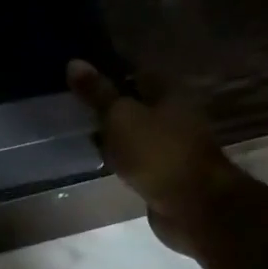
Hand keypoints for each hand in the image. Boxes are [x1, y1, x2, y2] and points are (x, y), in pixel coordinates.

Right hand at [67, 59, 242, 256]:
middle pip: (136, 101)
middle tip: (74, 102)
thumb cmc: (158, 153)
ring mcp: (171, 145)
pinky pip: (137, 156)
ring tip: (80, 128)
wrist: (193, 206)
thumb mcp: (120, 117)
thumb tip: (74, 61)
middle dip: (109, 102)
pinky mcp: (166, 172)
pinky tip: (99, 157)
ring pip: (135, 130)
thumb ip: (97, 93)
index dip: (108, 70)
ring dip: (113, 131)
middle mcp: (174, 113)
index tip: (80, 74)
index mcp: (168, 92)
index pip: (134, 71)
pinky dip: (120, 155)